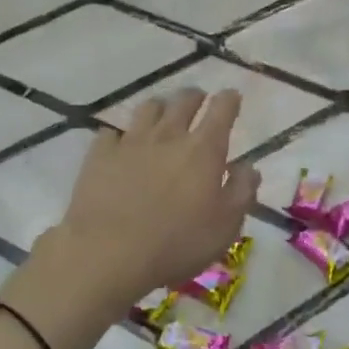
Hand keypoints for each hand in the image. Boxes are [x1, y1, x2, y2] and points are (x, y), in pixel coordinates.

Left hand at [55, 88, 258, 300]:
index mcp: (203, 150)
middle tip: (198, 99)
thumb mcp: (225, 226)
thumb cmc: (177, 243)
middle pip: (183, 101)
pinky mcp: (100, 155)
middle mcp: (168, 136)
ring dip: (160, 107)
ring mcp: (130, 142)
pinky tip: (120, 144)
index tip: (231, 96)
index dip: (229, 100)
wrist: (108, 252)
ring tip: (162, 113)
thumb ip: (242, 192)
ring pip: (148, 109)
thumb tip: (248, 167)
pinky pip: (111, 133)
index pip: (221, 111)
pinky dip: (121, 135)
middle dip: (194, 97)